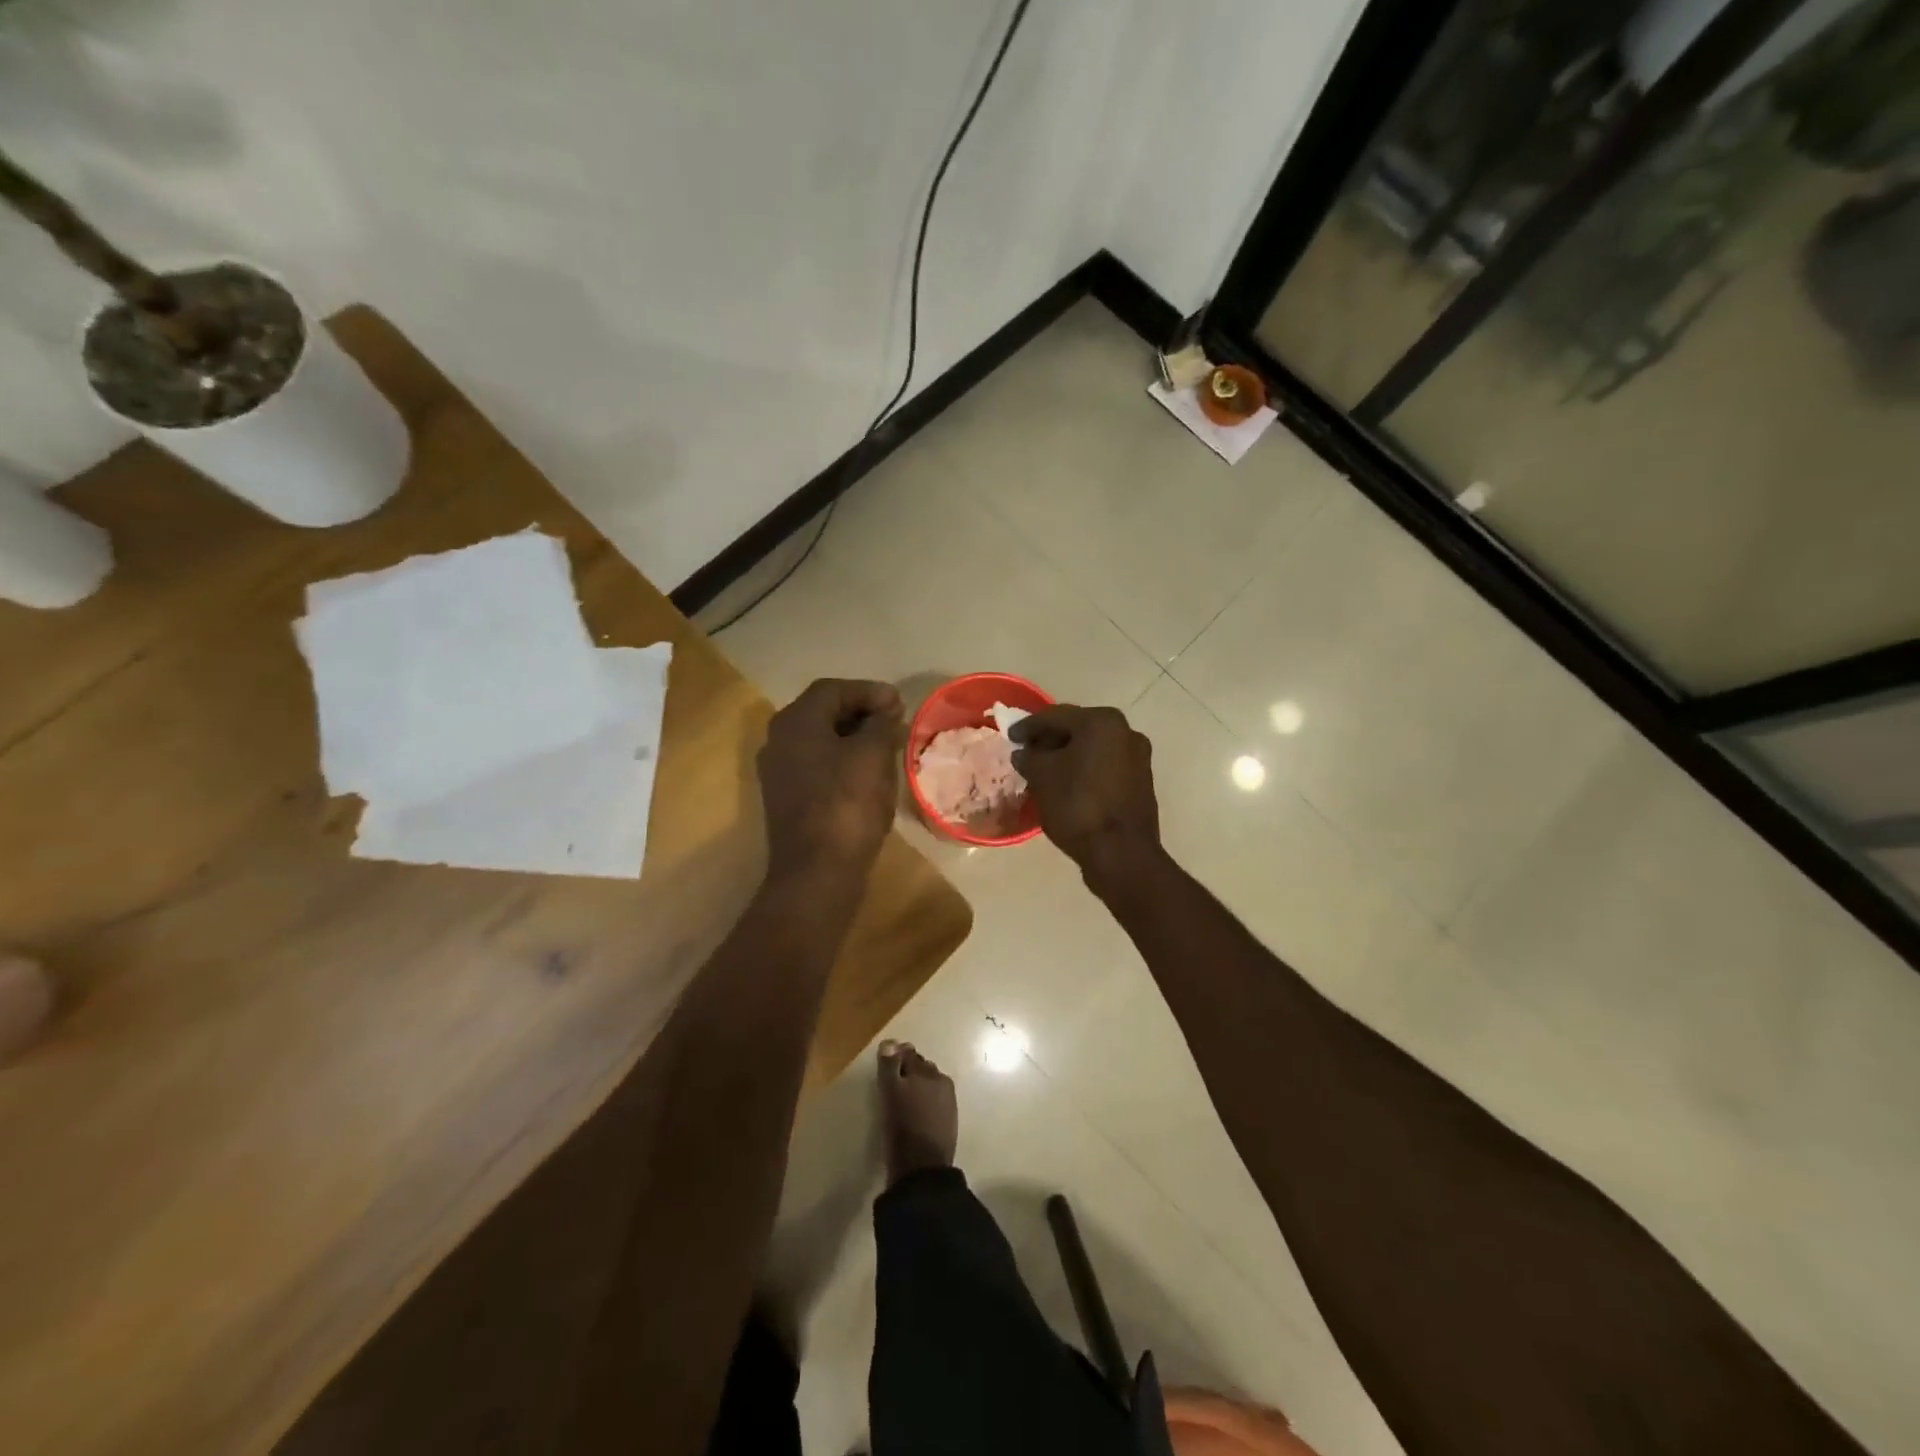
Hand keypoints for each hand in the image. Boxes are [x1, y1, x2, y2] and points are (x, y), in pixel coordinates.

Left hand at [758, 678, 904, 894]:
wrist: (817, 873)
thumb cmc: (847, 805)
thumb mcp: (873, 756)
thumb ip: (881, 725)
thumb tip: (886, 713)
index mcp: (795, 722)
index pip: (833, 689)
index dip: (869, 691)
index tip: (899, 703)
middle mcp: (779, 741)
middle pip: (823, 712)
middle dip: (861, 712)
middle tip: (895, 721)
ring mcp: (780, 772)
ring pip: (821, 741)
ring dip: (854, 737)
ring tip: (887, 745)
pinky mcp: (787, 799)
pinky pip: (818, 766)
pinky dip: (844, 761)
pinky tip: (869, 774)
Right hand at [1010, 705, 1161, 890]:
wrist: (1121, 853)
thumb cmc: (1078, 806)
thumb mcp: (1042, 777)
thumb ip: (1030, 758)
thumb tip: (1024, 753)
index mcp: (1102, 722)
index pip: (1055, 716)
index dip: (1028, 726)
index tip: (1010, 736)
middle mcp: (1126, 731)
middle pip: (1078, 729)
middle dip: (1050, 740)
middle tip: (1026, 751)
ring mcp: (1138, 757)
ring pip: (1093, 749)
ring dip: (1068, 756)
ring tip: (1043, 770)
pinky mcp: (1141, 782)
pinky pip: (1105, 767)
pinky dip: (1084, 770)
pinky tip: (1067, 784)